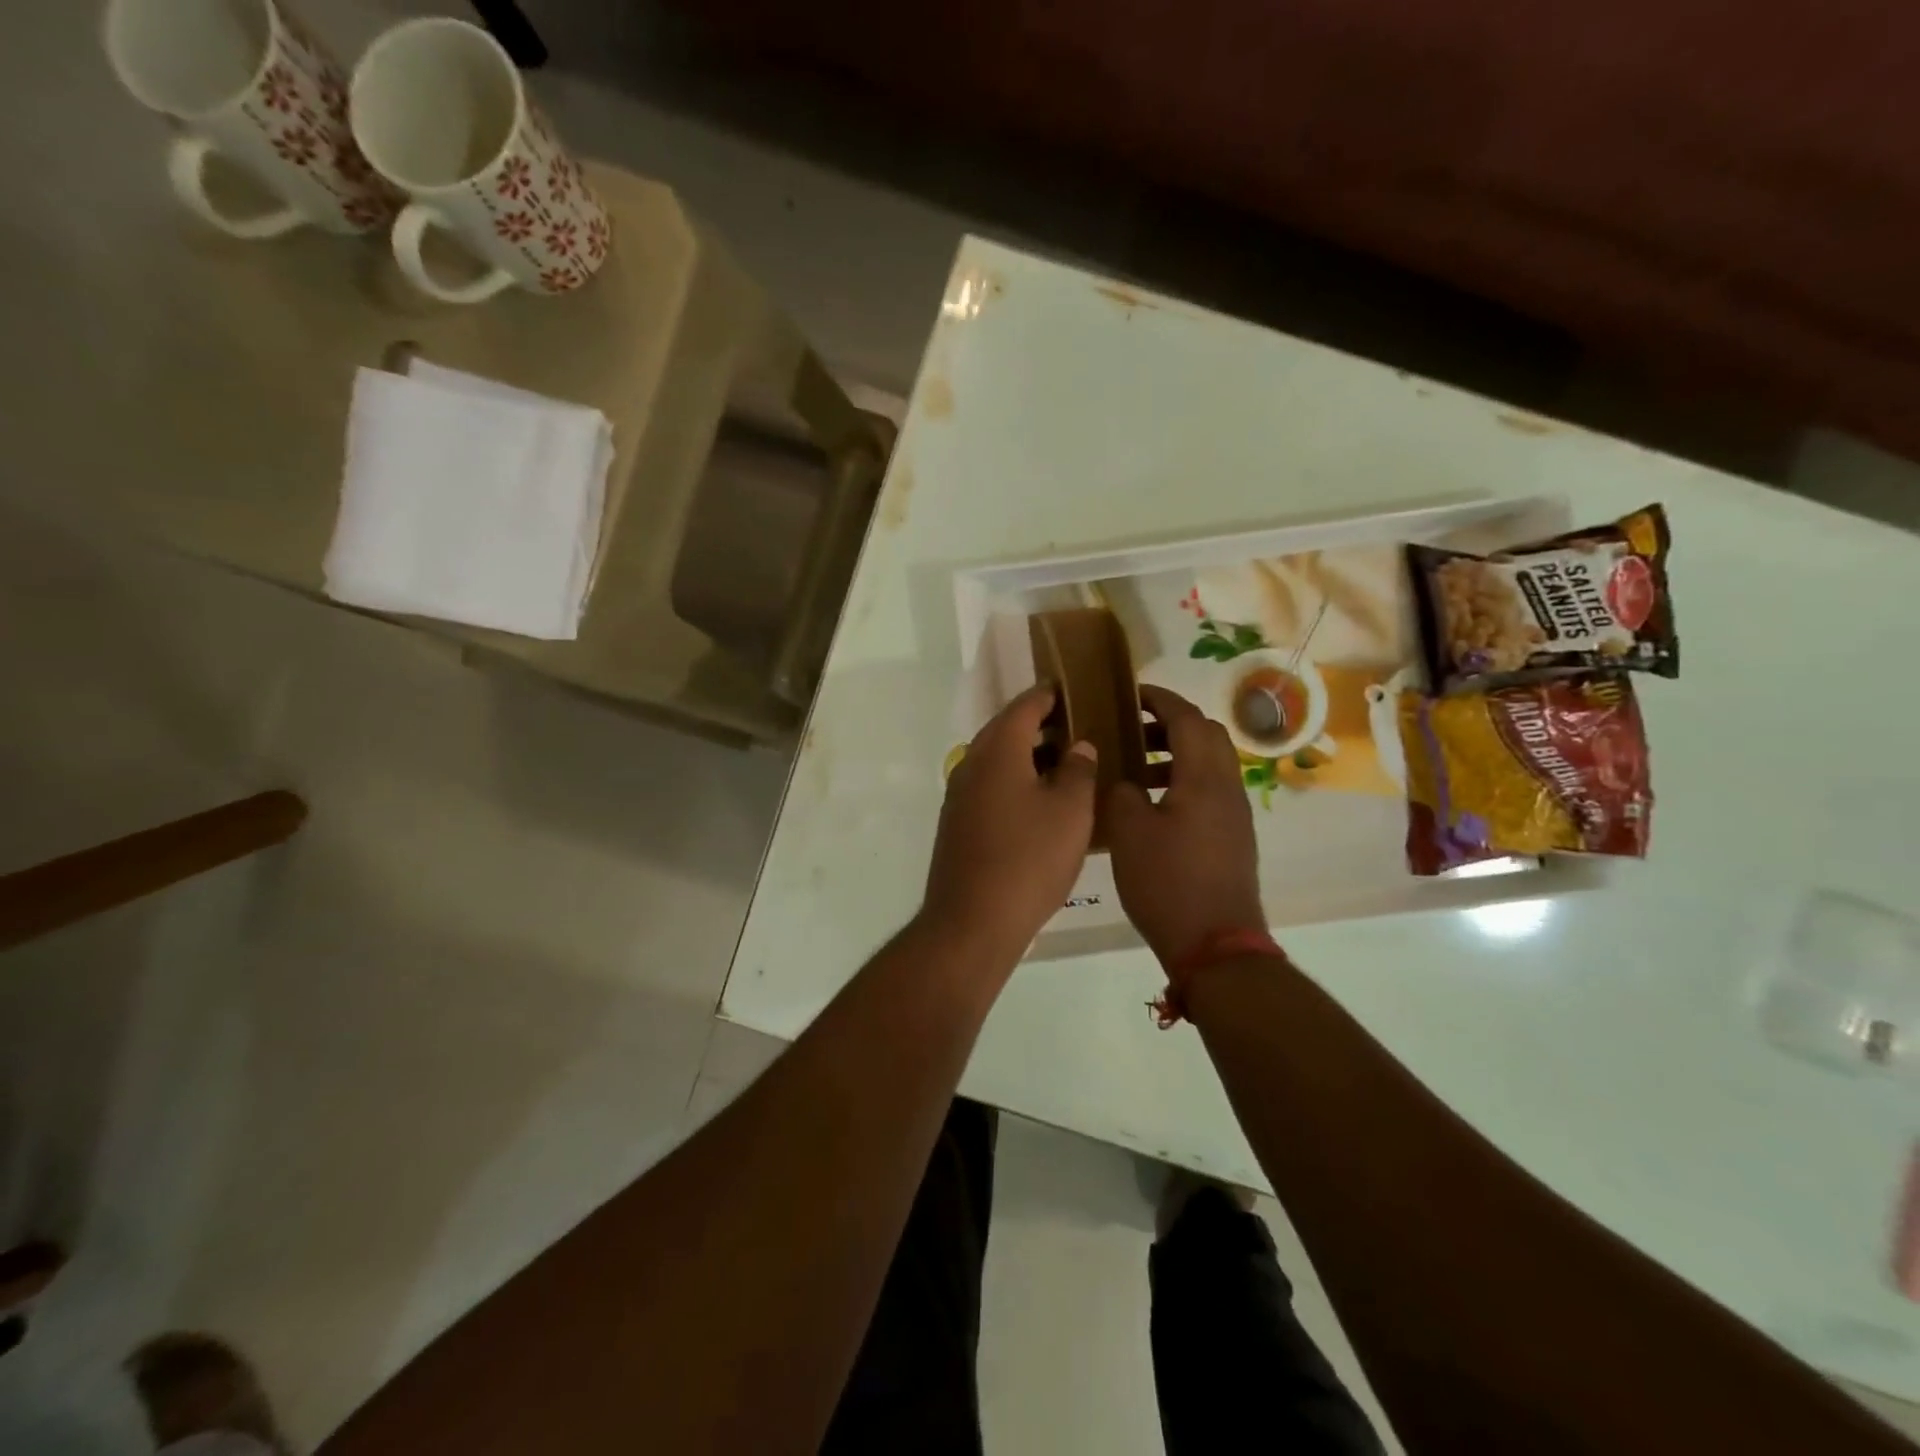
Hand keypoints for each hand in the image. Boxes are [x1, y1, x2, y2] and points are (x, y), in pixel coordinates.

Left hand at [923, 682, 1098, 961]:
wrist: (973, 921)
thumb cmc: (1029, 859)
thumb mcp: (1070, 811)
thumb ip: (1078, 770)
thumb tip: (1078, 746)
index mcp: (998, 751)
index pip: (1025, 706)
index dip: (1051, 695)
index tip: (1076, 690)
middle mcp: (971, 764)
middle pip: (1007, 730)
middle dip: (1042, 725)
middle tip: (1079, 728)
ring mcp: (959, 796)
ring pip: (997, 760)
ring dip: (1029, 755)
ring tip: (1068, 765)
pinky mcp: (958, 824)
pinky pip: (990, 786)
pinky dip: (1016, 781)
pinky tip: (1042, 802)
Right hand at [1107, 683, 1265, 966]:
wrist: (1215, 945)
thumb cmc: (1168, 881)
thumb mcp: (1130, 832)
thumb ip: (1122, 792)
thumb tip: (1124, 781)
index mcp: (1204, 777)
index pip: (1187, 718)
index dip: (1159, 700)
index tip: (1131, 693)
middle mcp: (1227, 788)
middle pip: (1207, 736)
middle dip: (1170, 724)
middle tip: (1132, 730)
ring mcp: (1234, 815)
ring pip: (1209, 766)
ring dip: (1176, 756)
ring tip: (1135, 769)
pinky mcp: (1232, 839)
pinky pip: (1209, 792)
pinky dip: (1182, 782)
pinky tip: (1151, 807)